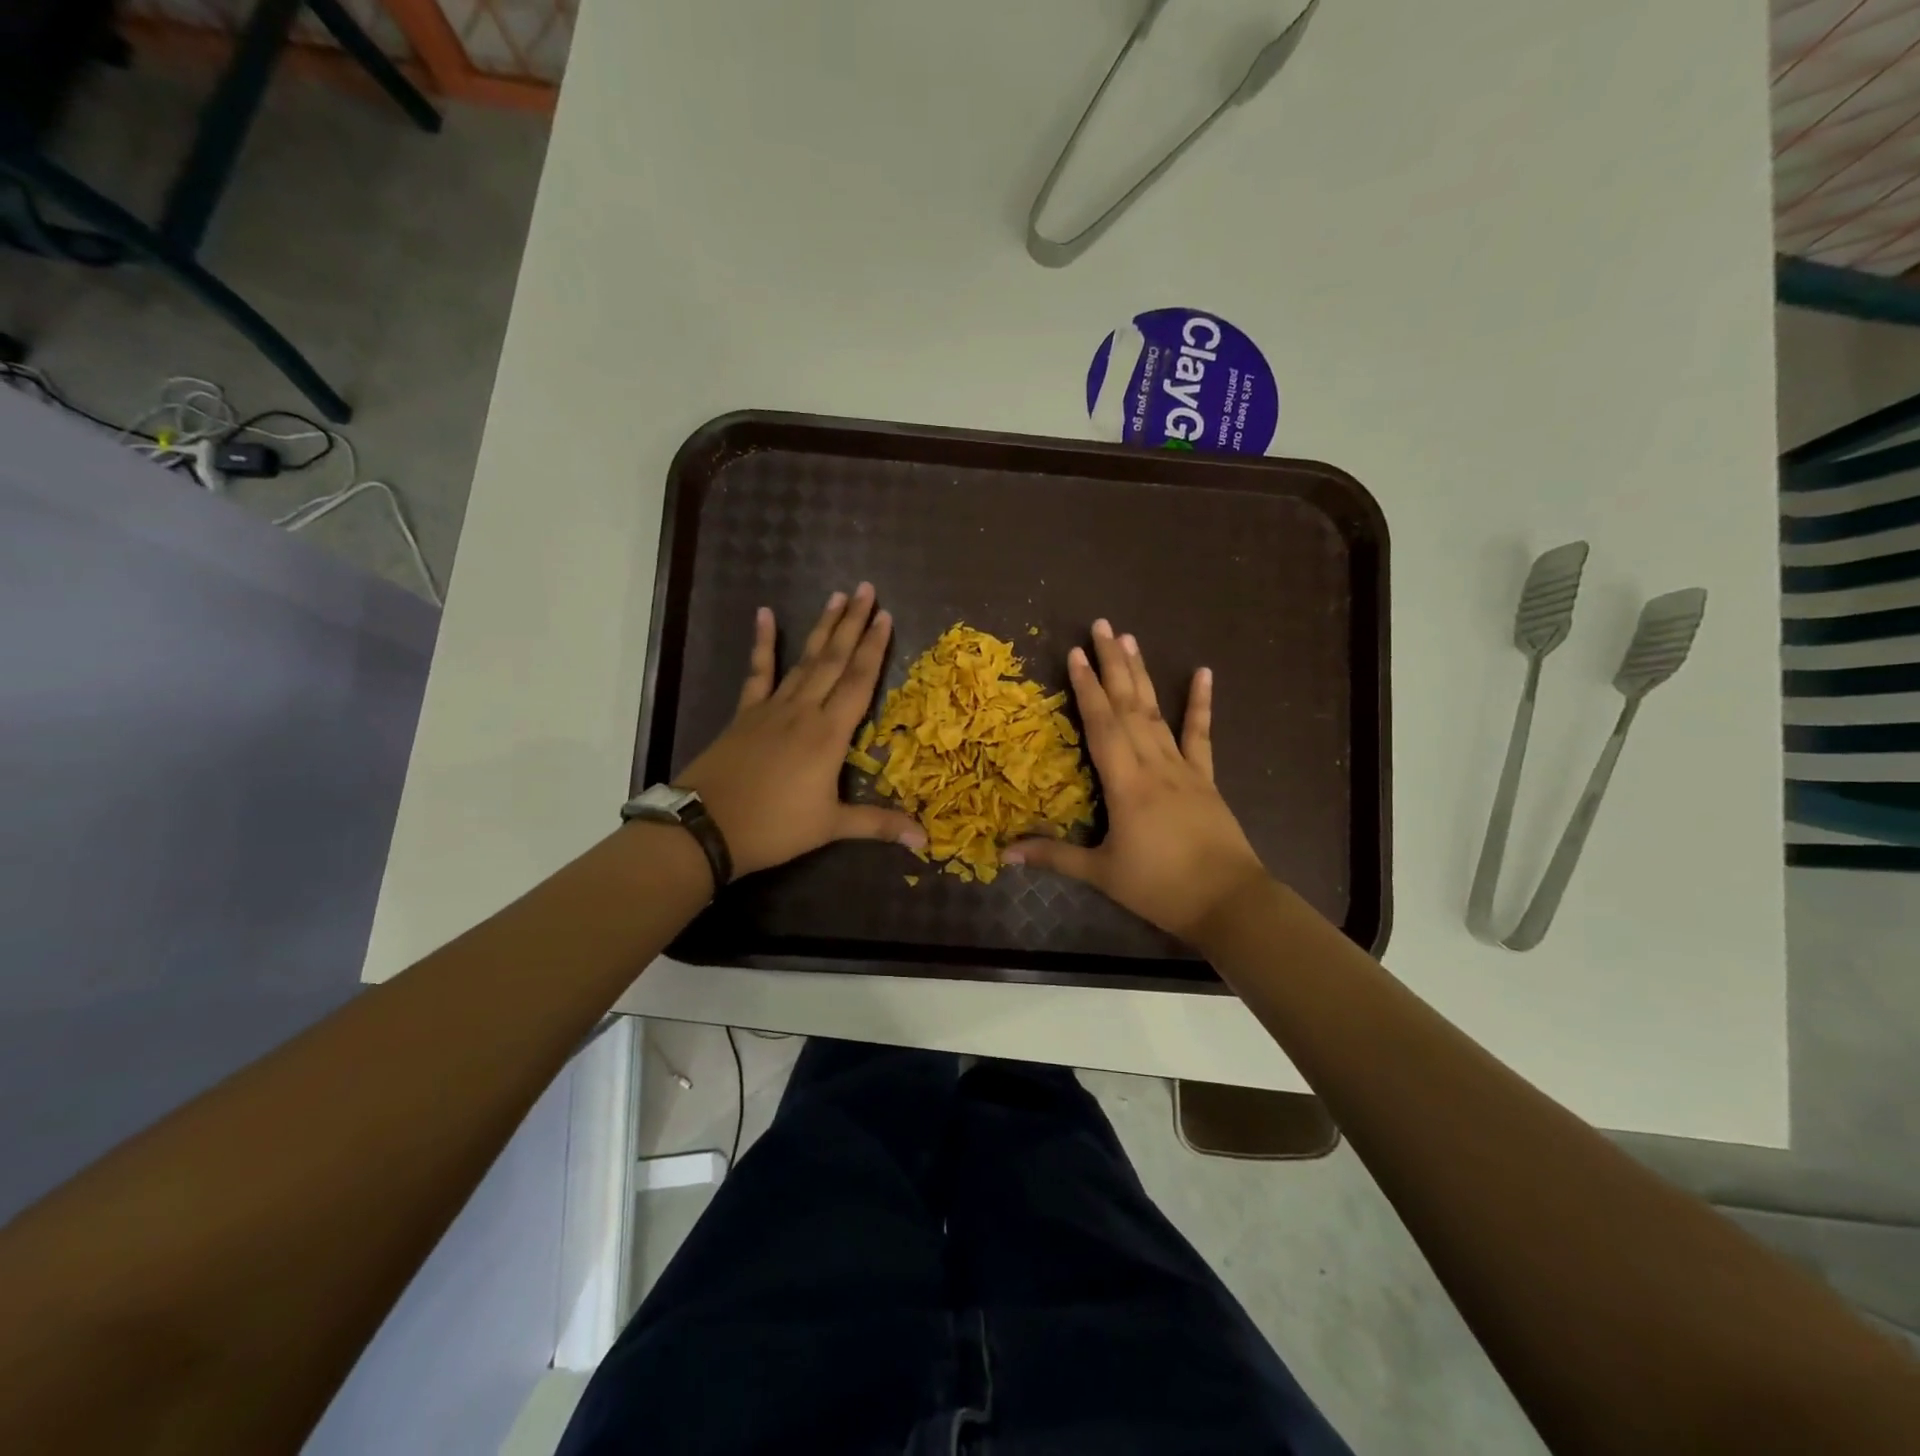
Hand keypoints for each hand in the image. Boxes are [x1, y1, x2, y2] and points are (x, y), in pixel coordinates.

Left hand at [675, 584, 926, 876]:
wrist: (707, 827)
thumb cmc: (774, 827)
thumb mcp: (831, 827)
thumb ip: (879, 824)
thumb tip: (925, 840)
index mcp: (829, 734)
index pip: (858, 682)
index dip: (875, 648)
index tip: (886, 616)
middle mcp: (804, 711)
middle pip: (834, 660)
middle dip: (853, 624)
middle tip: (867, 589)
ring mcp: (772, 708)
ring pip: (804, 659)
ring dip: (822, 628)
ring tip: (837, 596)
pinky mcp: (746, 713)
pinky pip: (758, 672)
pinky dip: (763, 643)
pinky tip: (765, 614)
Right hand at [1001, 619, 1266, 939]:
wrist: (1228, 902)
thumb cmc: (1160, 888)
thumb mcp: (1102, 874)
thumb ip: (1053, 857)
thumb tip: (1003, 853)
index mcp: (1126, 784)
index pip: (1101, 725)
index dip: (1086, 688)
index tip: (1075, 653)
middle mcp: (1153, 765)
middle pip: (1129, 706)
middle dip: (1112, 664)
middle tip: (1101, 625)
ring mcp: (1183, 769)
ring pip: (1157, 712)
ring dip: (1142, 675)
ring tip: (1130, 639)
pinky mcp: (1205, 779)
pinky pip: (1201, 735)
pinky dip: (1201, 704)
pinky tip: (1204, 674)